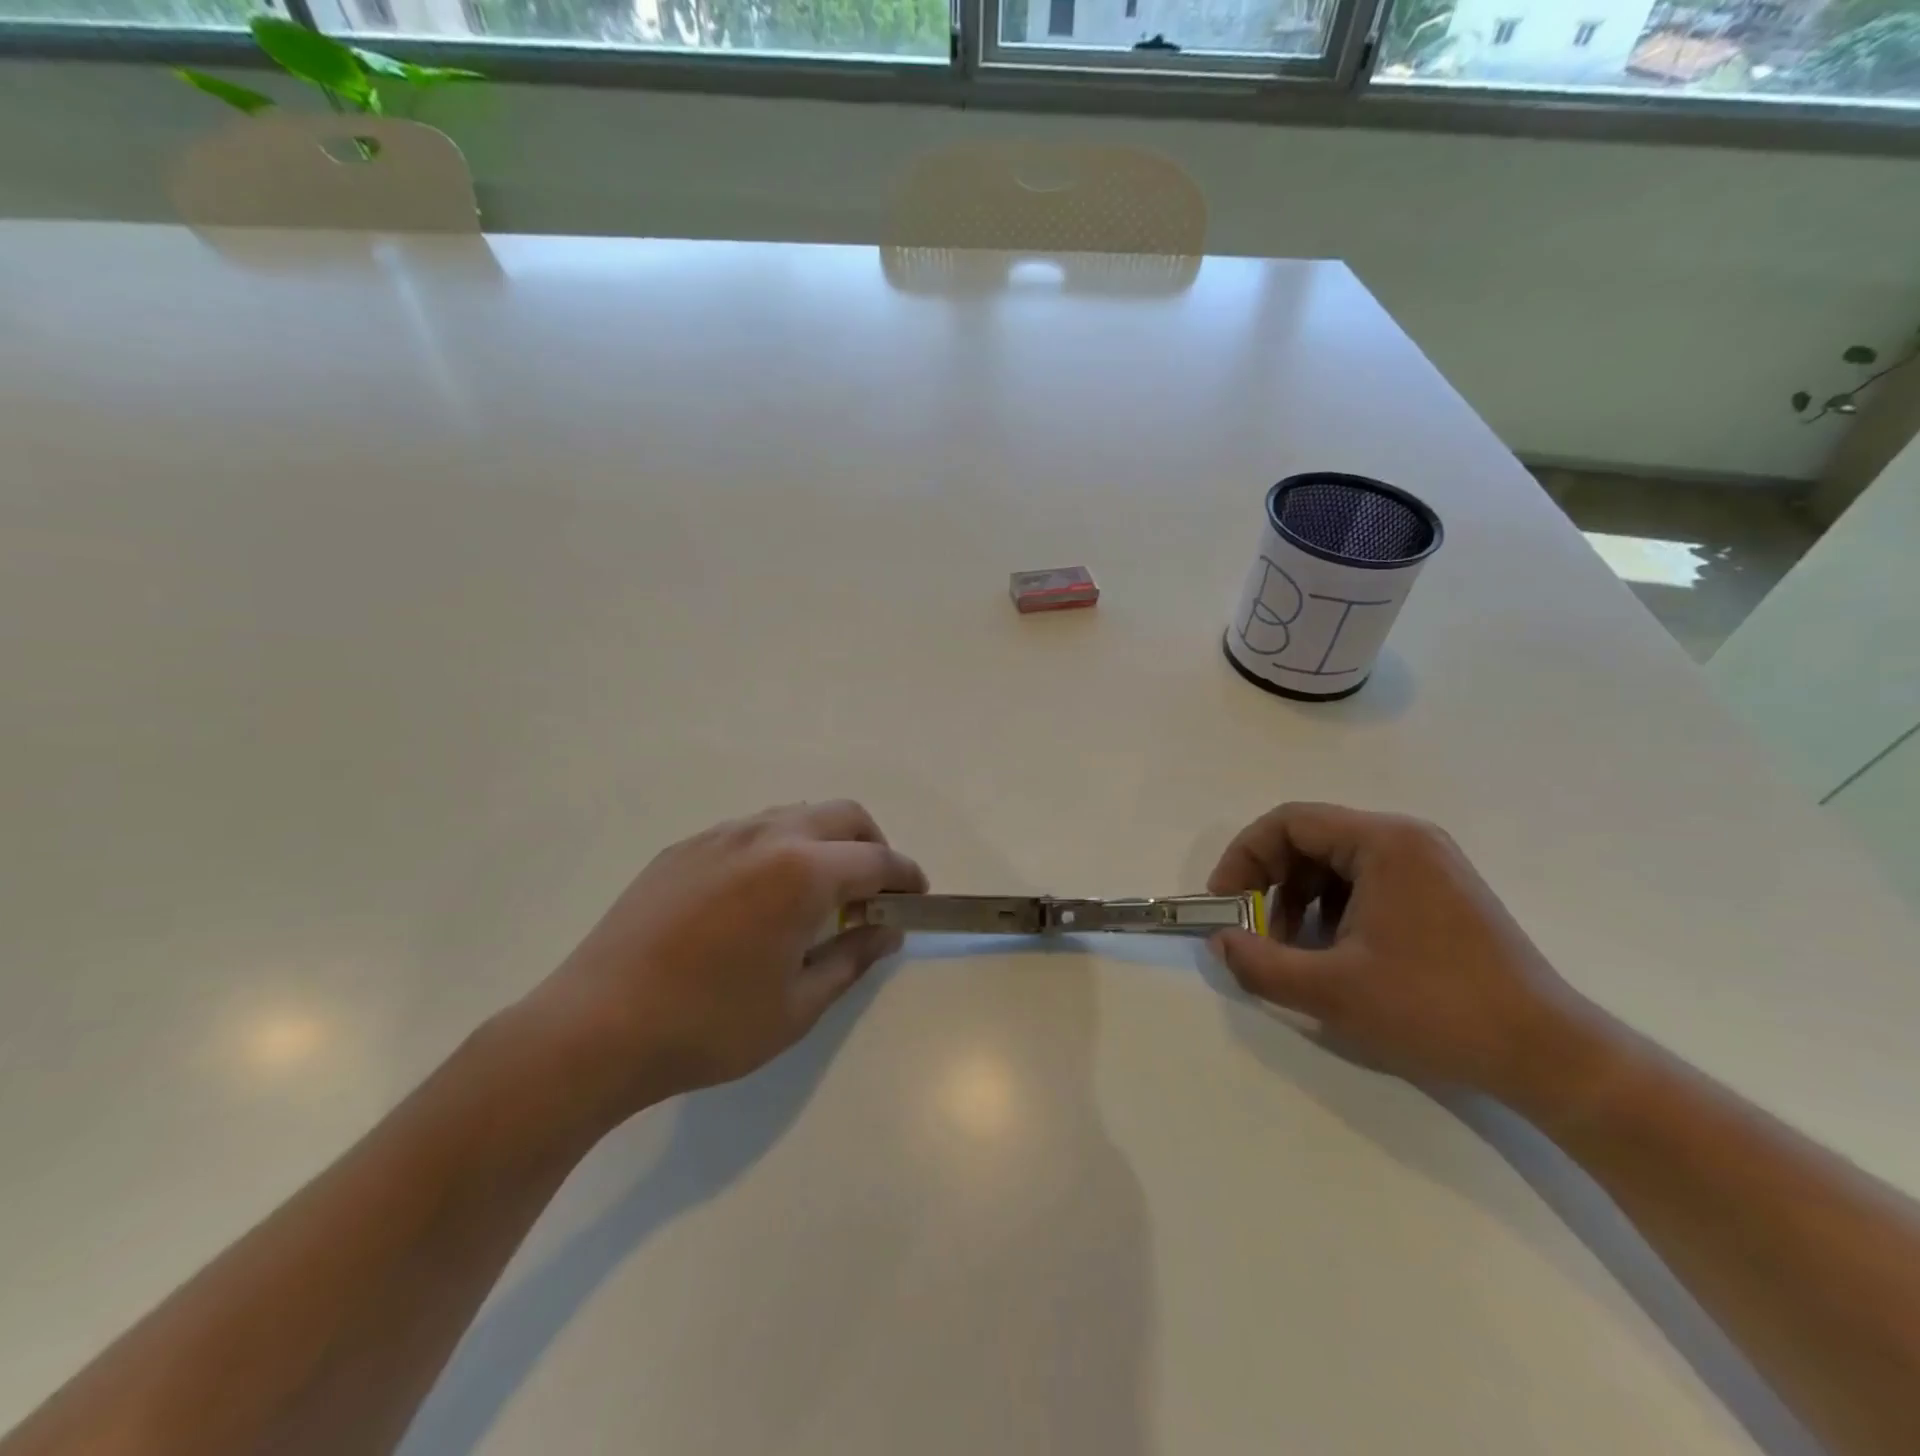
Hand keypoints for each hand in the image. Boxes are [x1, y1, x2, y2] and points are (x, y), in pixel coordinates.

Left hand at [529, 800, 926, 1120]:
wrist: (593, 1028)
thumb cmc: (708, 1026)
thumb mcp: (797, 1006)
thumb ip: (853, 959)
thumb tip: (887, 931)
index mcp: (802, 872)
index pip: (876, 861)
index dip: (905, 877)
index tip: (916, 897)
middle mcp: (765, 836)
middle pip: (842, 816)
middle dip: (871, 846)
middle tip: (873, 891)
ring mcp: (719, 836)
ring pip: (795, 815)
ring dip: (824, 842)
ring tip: (818, 894)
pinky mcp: (684, 848)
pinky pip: (751, 831)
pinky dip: (779, 848)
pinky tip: (760, 896)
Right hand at [1207, 802, 1599, 1103]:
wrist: (1548, 1055)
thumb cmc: (1435, 1009)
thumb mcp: (1331, 991)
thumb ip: (1260, 963)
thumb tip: (1220, 942)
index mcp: (1384, 843)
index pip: (1288, 823)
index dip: (1244, 857)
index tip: (1225, 904)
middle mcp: (1408, 840)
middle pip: (1311, 839)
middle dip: (1270, 882)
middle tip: (1254, 930)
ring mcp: (1430, 865)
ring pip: (1336, 863)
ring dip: (1299, 899)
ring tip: (1292, 948)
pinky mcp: (1441, 894)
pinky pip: (1366, 883)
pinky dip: (1333, 910)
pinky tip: (1333, 953)